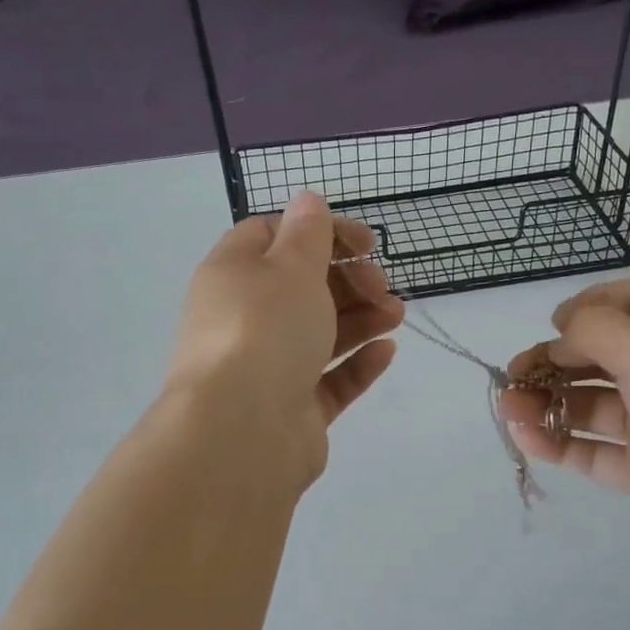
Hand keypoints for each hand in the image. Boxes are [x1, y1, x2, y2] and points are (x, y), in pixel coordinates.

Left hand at [166, 192, 404, 488]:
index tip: (364, 243)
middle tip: (380, 284)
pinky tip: (387, 351)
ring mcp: (266, 368)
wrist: (242, 430)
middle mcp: (244, 320)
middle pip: (300, 287)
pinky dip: (357, 363)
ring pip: (318, 334)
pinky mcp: (291, 409)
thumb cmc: (264, 330)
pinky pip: (328, 380)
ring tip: (397, 314)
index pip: (272, 237)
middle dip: (348, 279)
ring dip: (360, 318)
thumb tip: (306, 199)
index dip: (320, 232)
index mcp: (232, 275)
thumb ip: (307, 233)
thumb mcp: (290, 266)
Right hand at [500, 278, 629, 559]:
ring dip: (546, 402)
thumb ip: (594, 328)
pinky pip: (591, 449)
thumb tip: (563, 327)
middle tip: (514, 373)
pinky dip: (556, 442)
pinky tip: (525, 437)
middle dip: (554, 360)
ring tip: (507, 409)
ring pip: (591, 405)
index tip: (556, 323)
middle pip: (603, 356)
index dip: (593, 306)